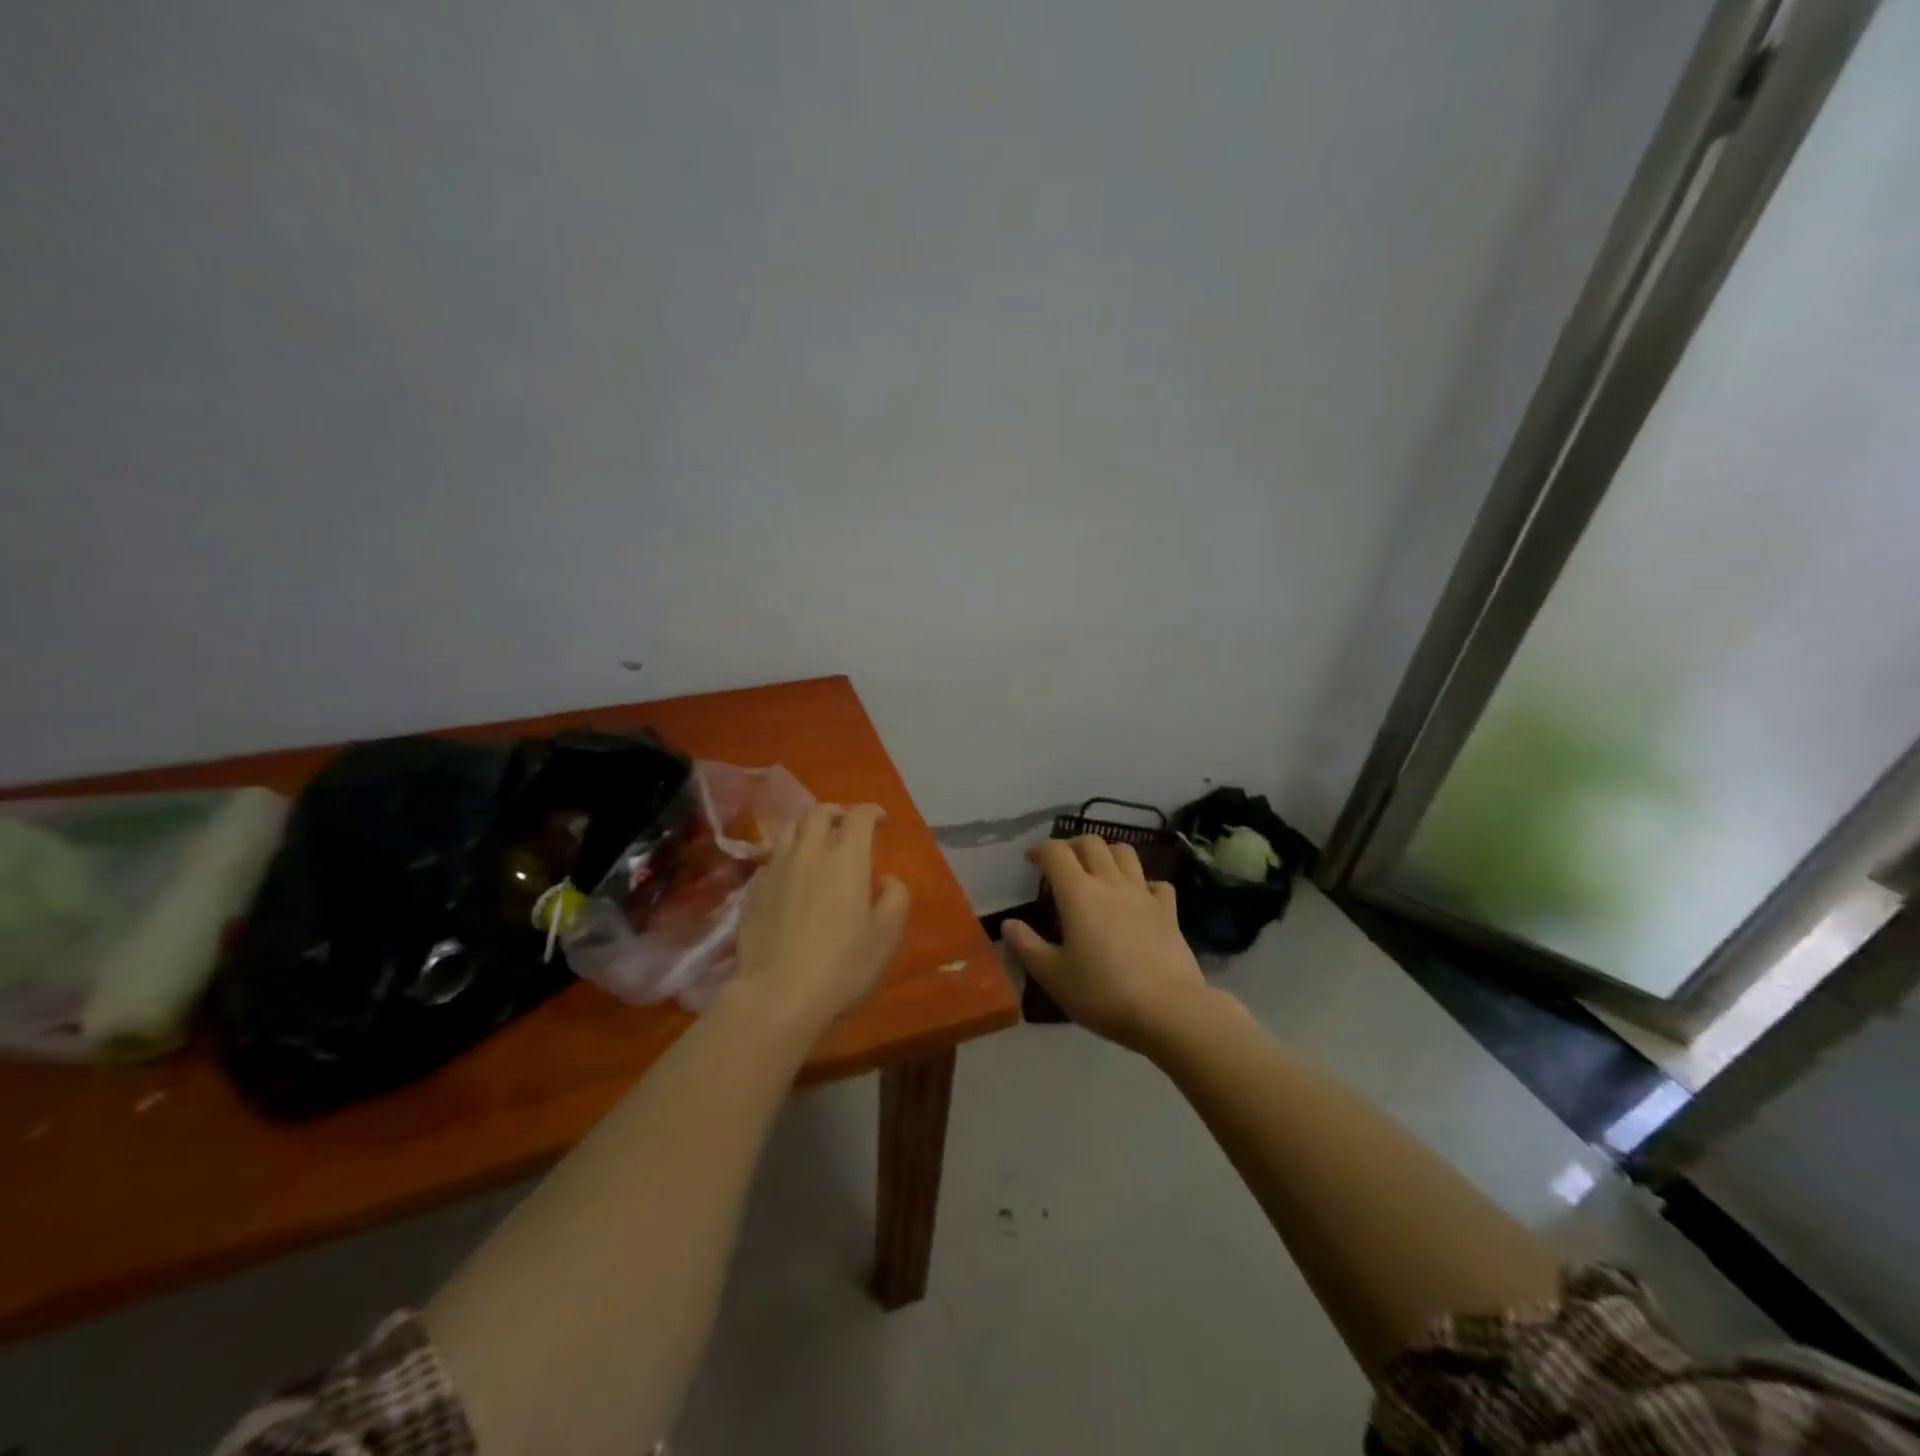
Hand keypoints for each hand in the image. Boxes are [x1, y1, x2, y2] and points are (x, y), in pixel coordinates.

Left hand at [730, 803, 910, 1032]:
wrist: (778, 996)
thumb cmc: (843, 966)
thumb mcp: (887, 936)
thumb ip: (895, 898)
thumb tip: (887, 879)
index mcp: (846, 860)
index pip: (859, 817)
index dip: (872, 812)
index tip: (881, 820)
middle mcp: (809, 854)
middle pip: (819, 813)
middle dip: (837, 812)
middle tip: (847, 824)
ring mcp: (776, 870)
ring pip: (790, 830)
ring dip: (808, 828)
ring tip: (816, 842)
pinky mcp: (753, 891)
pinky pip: (772, 859)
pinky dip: (787, 856)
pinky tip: (791, 874)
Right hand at [1003, 837, 1209, 1053]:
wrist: (1168, 1010)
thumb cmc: (1102, 993)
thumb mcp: (1053, 976)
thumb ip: (1027, 946)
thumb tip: (1008, 923)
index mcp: (1078, 892)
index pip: (1055, 851)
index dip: (1040, 849)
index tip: (1031, 861)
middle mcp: (1110, 882)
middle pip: (1091, 842)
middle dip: (1072, 845)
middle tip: (1061, 864)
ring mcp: (1143, 893)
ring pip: (1125, 852)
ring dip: (1107, 853)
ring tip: (1097, 871)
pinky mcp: (1168, 910)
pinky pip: (1156, 882)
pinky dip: (1143, 883)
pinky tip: (1137, 899)